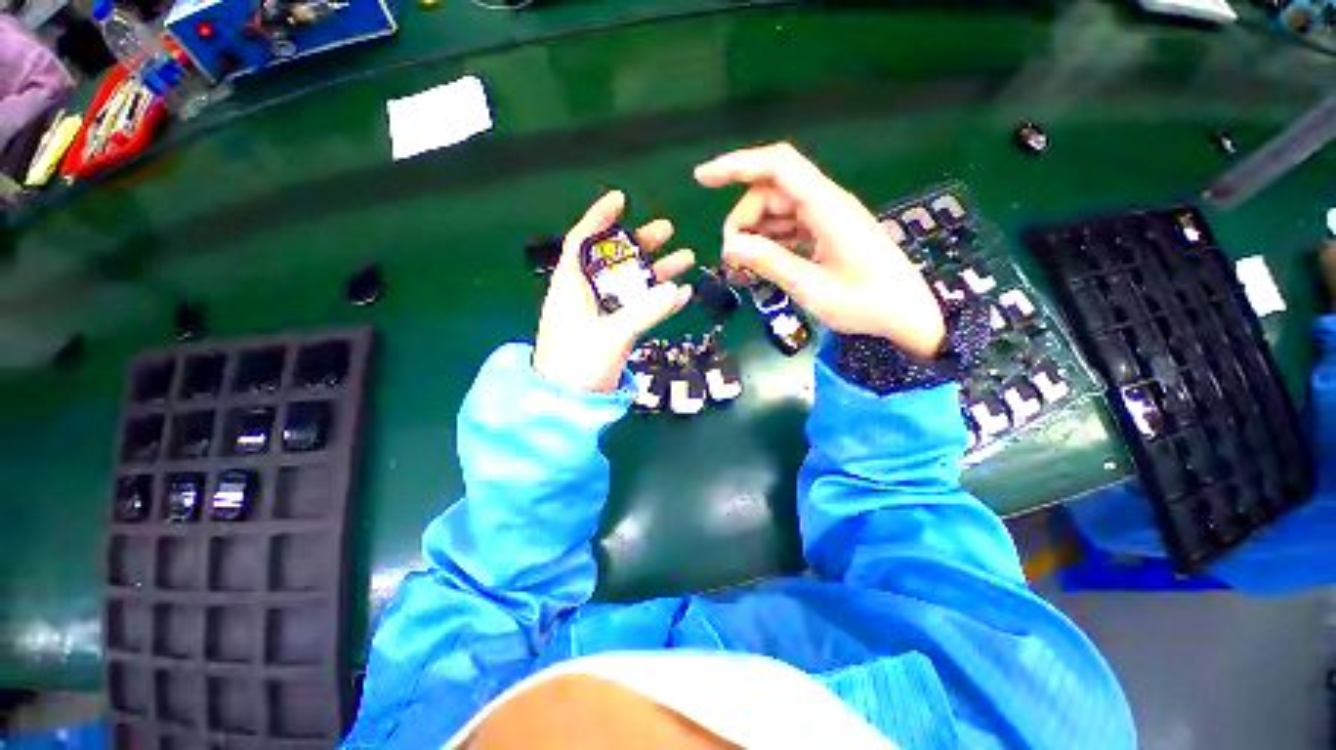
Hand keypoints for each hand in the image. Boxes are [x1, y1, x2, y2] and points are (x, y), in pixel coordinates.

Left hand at [534, 191, 694, 392]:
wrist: (569, 403)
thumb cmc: (577, 364)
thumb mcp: (610, 335)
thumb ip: (644, 312)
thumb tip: (677, 289)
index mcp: (571, 286)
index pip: (583, 241)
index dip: (599, 218)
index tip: (622, 199)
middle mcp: (587, 294)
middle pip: (615, 260)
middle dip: (640, 244)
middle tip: (668, 230)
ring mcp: (604, 313)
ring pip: (632, 284)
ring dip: (657, 272)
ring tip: (686, 258)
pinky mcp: (616, 330)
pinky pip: (640, 309)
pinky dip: (660, 302)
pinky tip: (683, 294)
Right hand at [695, 143, 944, 358]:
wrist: (907, 314)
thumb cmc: (866, 303)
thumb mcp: (812, 287)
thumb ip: (771, 263)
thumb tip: (730, 246)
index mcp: (827, 207)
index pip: (778, 167)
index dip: (737, 165)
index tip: (702, 179)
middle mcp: (825, 204)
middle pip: (770, 193)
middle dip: (743, 221)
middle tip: (731, 259)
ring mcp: (825, 219)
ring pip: (775, 212)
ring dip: (753, 235)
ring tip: (741, 268)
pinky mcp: (825, 234)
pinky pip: (787, 228)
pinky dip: (768, 243)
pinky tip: (757, 265)